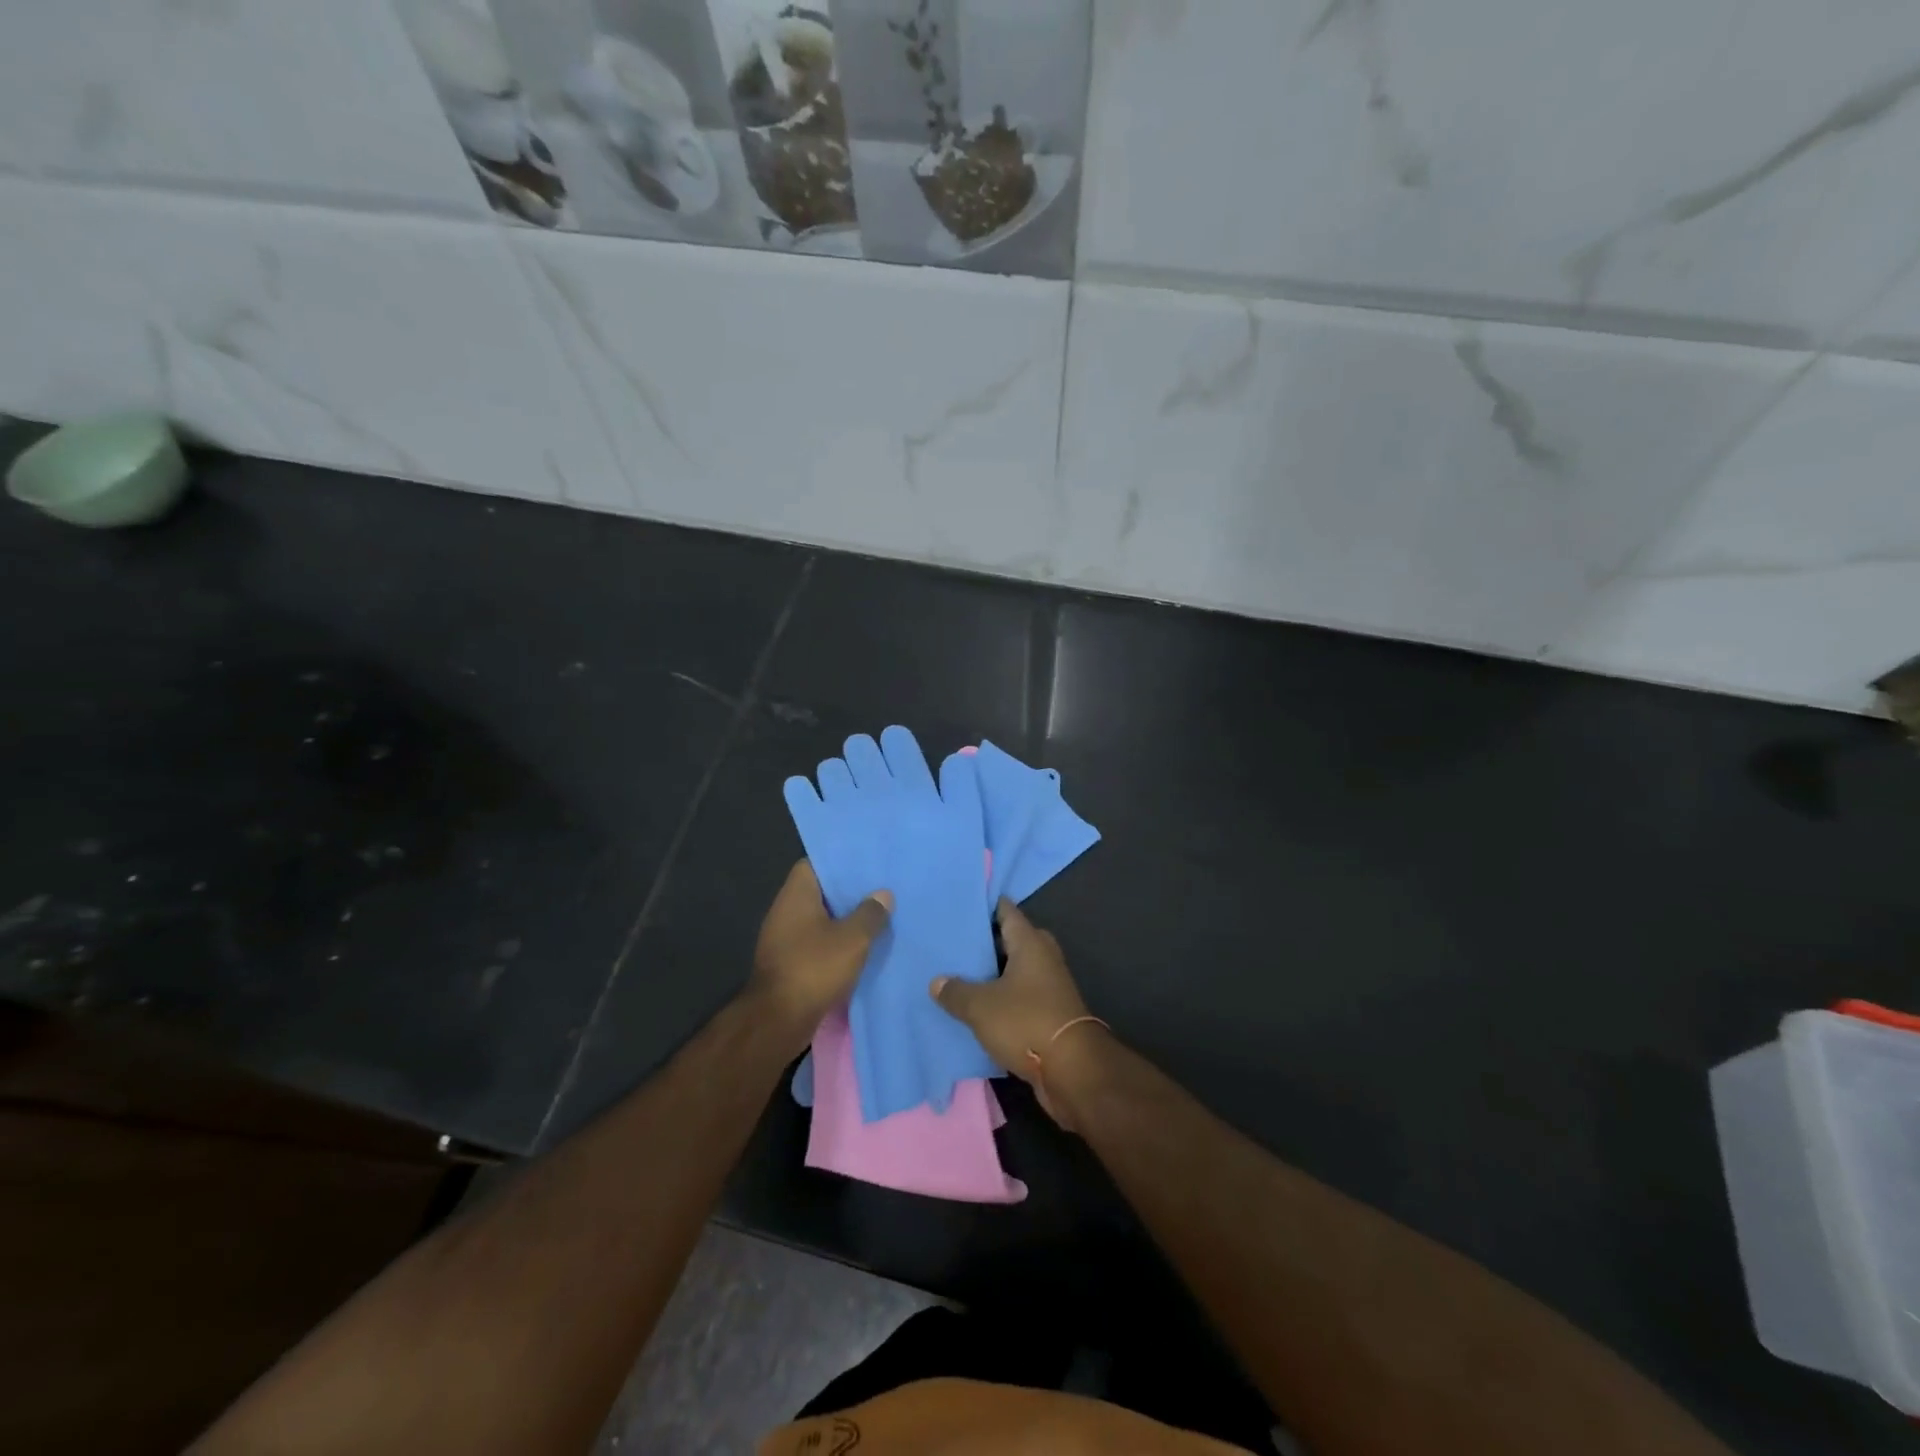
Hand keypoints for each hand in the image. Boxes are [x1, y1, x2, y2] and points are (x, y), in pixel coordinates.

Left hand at [750, 860, 891, 1044]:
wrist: (778, 1021)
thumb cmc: (814, 968)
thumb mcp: (852, 939)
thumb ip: (870, 914)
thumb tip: (882, 894)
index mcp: (796, 895)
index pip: (815, 863)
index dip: (840, 862)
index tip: (866, 864)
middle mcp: (785, 911)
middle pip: (820, 892)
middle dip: (848, 893)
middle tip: (880, 890)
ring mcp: (784, 939)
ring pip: (820, 920)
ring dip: (844, 921)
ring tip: (877, 917)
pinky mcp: (789, 963)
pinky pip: (817, 943)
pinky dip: (836, 944)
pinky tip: (861, 948)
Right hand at [930, 898, 1102, 1127]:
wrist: (1072, 1071)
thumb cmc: (1026, 1022)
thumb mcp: (980, 1006)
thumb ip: (956, 991)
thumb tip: (937, 981)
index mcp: (1030, 943)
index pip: (1007, 911)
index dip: (985, 905)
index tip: (961, 903)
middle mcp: (1043, 958)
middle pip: (1013, 940)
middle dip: (988, 941)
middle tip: (955, 942)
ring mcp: (1050, 987)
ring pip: (1017, 970)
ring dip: (994, 973)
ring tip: (959, 974)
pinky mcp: (1050, 1014)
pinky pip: (1021, 996)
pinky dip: (1002, 998)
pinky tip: (977, 1007)